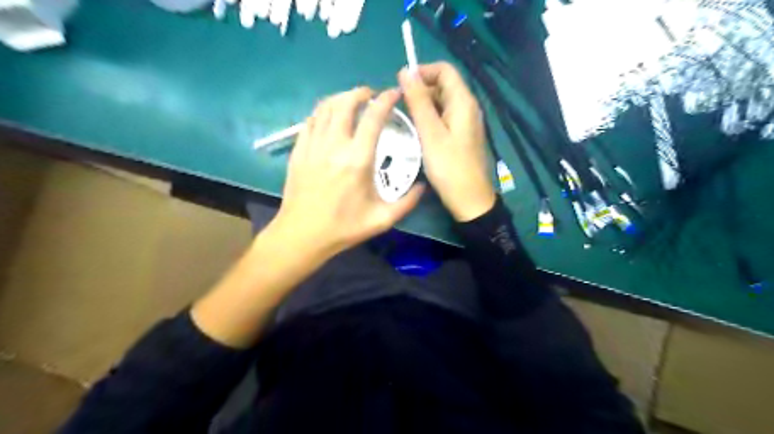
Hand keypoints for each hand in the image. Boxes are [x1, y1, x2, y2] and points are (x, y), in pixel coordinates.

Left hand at [271, 87, 425, 257]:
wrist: (302, 235)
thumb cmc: (343, 228)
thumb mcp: (382, 220)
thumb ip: (407, 202)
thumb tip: (423, 186)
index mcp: (358, 160)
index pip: (373, 117)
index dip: (386, 100)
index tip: (394, 94)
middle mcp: (334, 145)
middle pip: (345, 103)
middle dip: (360, 92)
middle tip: (371, 95)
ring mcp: (313, 146)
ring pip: (324, 107)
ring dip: (340, 98)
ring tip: (351, 101)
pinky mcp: (299, 151)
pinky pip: (310, 121)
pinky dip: (322, 112)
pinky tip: (329, 118)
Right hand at [399, 63, 494, 222]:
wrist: (469, 200)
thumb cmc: (449, 167)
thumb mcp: (430, 133)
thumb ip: (418, 101)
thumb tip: (406, 71)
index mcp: (463, 102)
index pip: (444, 70)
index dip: (422, 71)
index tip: (401, 86)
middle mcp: (467, 108)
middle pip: (442, 86)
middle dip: (420, 91)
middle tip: (399, 108)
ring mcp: (465, 123)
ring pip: (441, 104)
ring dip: (422, 107)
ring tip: (404, 121)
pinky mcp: (461, 137)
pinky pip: (443, 119)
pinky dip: (429, 120)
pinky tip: (417, 134)